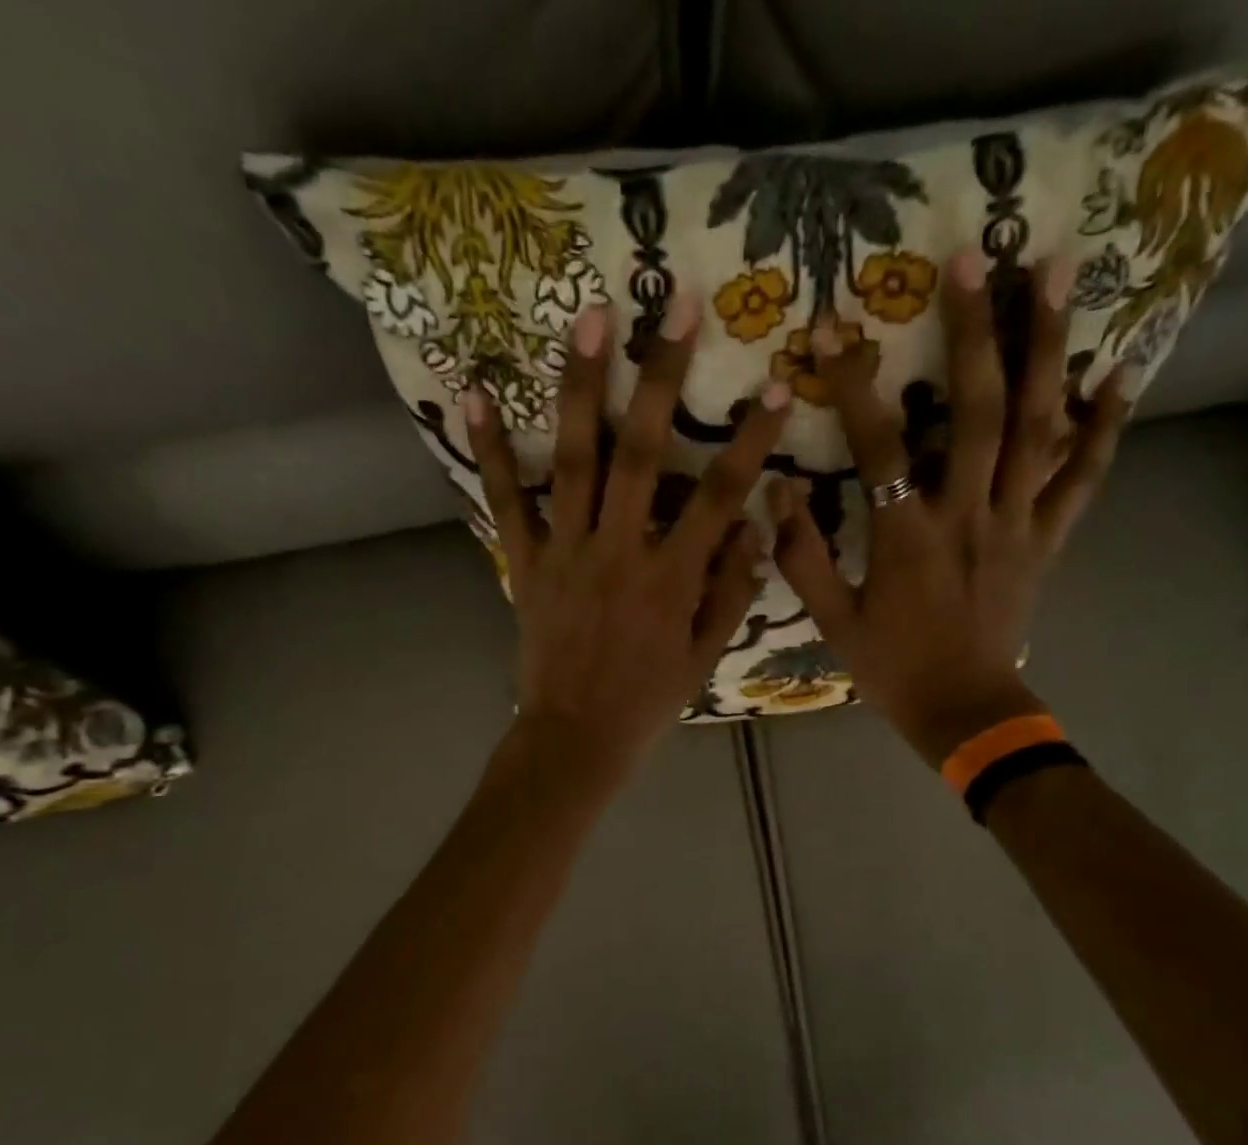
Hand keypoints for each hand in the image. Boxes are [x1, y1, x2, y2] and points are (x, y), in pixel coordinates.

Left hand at [467, 298, 789, 785]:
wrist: (576, 739)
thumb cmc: (648, 701)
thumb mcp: (705, 656)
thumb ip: (732, 590)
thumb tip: (759, 527)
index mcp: (673, 578)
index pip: (723, 496)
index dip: (751, 438)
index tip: (774, 384)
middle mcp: (621, 551)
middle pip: (645, 453)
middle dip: (662, 375)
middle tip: (673, 303)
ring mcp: (568, 553)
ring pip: (577, 460)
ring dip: (583, 386)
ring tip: (588, 317)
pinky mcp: (526, 564)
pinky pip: (508, 503)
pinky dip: (493, 451)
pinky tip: (474, 393)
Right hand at [770, 250, 1131, 766]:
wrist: (964, 712)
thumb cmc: (893, 669)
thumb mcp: (833, 623)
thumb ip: (802, 558)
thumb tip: (777, 492)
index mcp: (908, 539)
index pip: (878, 448)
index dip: (853, 387)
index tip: (832, 331)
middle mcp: (969, 516)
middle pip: (978, 412)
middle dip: (974, 332)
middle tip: (975, 257)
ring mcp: (1017, 524)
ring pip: (1038, 427)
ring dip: (1047, 348)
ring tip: (1057, 271)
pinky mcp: (1047, 540)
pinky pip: (1082, 478)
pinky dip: (1102, 426)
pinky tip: (1118, 373)